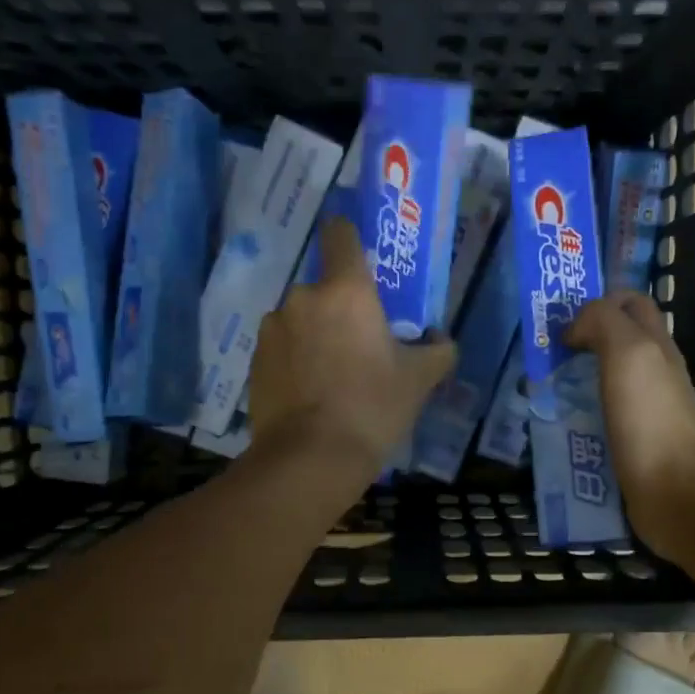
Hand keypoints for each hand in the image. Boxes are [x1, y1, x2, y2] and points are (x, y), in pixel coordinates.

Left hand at [249, 218, 455, 486]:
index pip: (341, 234)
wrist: (310, 459)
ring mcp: (273, 329)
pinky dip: (295, 360)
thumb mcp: (419, 380)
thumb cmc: (372, 407)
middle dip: (340, 309)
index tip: (363, 261)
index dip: (351, 239)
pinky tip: (310, 394)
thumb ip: (437, 350)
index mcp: (346, 291)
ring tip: (332, 376)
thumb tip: (440, 340)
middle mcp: (303, 298)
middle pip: (325, 288)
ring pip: (301, 319)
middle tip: (361, 345)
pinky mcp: (254, 360)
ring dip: (315, 335)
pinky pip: (282, 347)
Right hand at [567, 292, 694, 563]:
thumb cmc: (651, 419)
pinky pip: (600, 417)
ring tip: (540, 391)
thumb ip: (602, 323)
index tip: (562, 322)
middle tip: (545, 355)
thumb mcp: (628, 353)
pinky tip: (557, 426)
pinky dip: (578, 416)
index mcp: (655, 344)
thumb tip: (574, 329)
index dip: (597, 302)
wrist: (676, 493)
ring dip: (573, 380)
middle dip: (580, 341)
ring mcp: (644, 410)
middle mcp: (654, 372)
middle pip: (616, 342)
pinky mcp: (632, 443)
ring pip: (605, 380)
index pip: (630, 303)